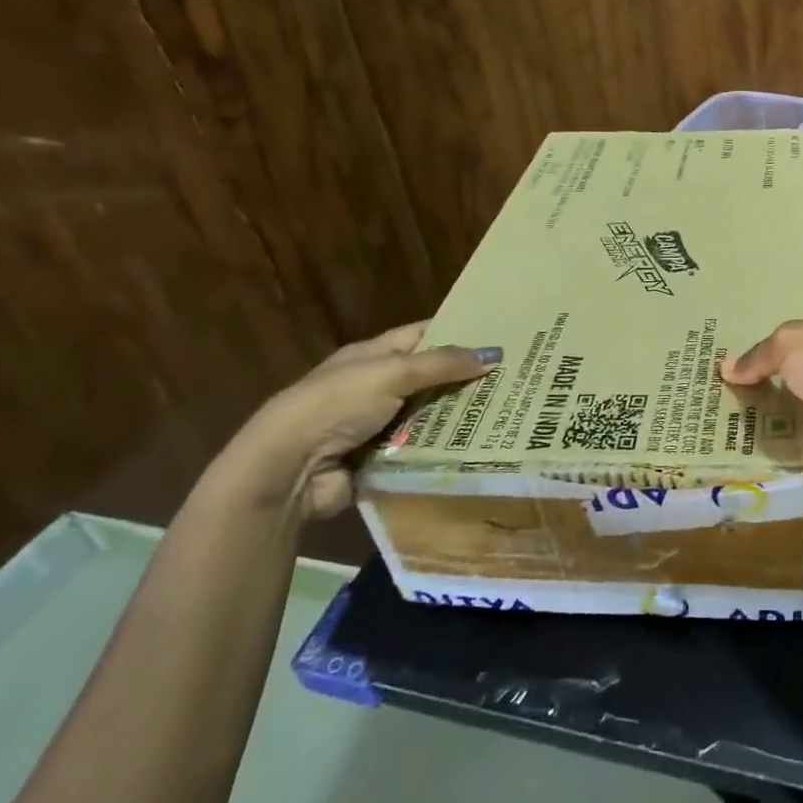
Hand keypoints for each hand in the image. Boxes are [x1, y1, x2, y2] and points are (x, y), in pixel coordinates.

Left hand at [224, 321, 499, 521]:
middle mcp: (375, 387)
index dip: (457, 331)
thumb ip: (442, 364)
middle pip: (430, 378)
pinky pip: (421, 451)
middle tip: (515, 377)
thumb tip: (494, 354)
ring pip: (430, 416)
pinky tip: (480, 448)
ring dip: (459, 417)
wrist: (287, 471)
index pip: (422, 335)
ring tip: (508, 414)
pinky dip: (444, 451)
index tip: (498, 333)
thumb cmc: (336, 405)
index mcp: (372, 356)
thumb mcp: (391, 373)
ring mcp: (378, 426)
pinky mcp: (381, 461)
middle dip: (466, 378)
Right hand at [721, 289, 802, 484]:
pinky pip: (789, 439)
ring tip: (714, 401)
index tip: (777, 302)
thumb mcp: (790, 342)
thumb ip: (759, 354)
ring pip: (791, 400)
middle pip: (800, 356)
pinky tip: (730, 439)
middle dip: (768, 360)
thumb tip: (728, 368)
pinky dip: (767, 441)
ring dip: (762, 404)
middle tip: (722, 360)